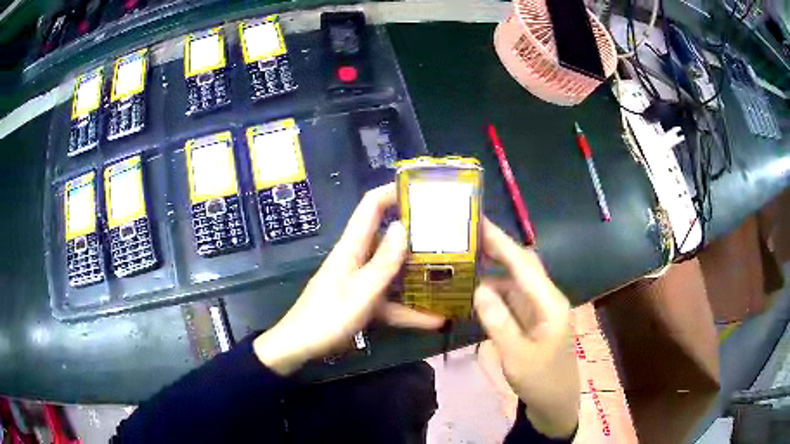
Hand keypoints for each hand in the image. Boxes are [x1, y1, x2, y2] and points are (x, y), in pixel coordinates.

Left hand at [254, 184, 444, 374]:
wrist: (299, 347)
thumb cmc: (328, 317)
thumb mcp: (361, 291)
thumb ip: (384, 262)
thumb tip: (403, 227)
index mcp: (352, 247)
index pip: (371, 206)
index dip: (393, 191)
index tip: (422, 189)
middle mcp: (358, 258)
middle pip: (388, 237)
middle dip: (416, 233)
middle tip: (449, 233)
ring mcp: (361, 281)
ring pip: (394, 271)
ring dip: (418, 274)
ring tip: (451, 273)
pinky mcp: (363, 302)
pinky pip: (391, 300)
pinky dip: (409, 309)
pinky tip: (435, 319)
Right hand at [474, 218, 579, 438]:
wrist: (555, 403)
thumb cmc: (541, 381)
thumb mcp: (516, 356)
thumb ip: (499, 322)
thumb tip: (478, 288)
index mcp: (550, 303)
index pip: (523, 263)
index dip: (500, 241)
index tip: (476, 221)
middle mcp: (547, 298)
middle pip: (522, 265)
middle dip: (496, 247)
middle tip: (464, 235)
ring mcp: (540, 308)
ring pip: (516, 279)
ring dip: (493, 267)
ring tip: (465, 257)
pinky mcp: (532, 319)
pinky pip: (512, 297)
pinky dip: (494, 289)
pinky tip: (475, 289)